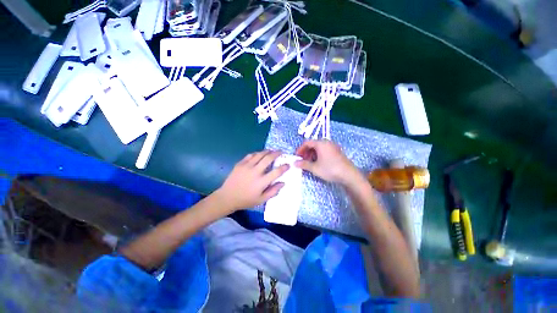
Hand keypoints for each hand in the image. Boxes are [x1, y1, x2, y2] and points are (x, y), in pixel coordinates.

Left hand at [215, 150, 288, 211]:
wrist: (227, 197)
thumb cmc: (246, 200)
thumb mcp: (261, 200)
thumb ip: (273, 191)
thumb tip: (283, 182)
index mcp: (261, 182)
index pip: (276, 172)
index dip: (284, 167)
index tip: (288, 164)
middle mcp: (255, 172)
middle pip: (268, 158)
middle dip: (276, 153)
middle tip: (281, 152)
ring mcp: (247, 166)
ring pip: (260, 154)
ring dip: (267, 151)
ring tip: (271, 151)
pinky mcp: (240, 164)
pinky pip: (250, 155)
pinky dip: (257, 153)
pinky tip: (259, 154)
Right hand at [295, 140, 359, 184]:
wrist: (348, 175)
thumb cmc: (330, 169)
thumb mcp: (314, 168)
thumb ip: (304, 164)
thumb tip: (295, 163)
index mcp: (320, 143)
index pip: (307, 143)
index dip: (300, 149)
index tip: (297, 157)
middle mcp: (327, 142)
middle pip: (313, 144)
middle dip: (306, 152)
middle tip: (303, 160)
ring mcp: (333, 146)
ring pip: (319, 147)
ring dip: (312, 154)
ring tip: (310, 163)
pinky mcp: (337, 151)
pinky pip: (325, 150)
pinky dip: (319, 154)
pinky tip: (318, 163)